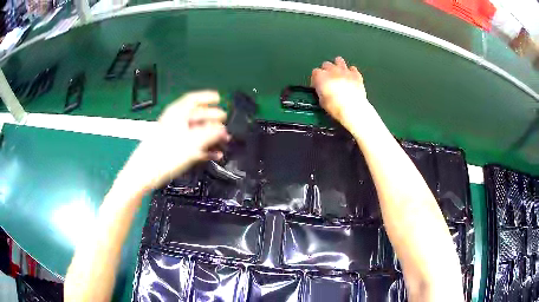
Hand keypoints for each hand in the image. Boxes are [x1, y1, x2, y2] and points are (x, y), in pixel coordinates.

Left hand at [128, 91, 228, 189]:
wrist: (145, 173)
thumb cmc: (165, 154)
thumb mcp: (193, 142)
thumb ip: (210, 133)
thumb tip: (223, 129)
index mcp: (177, 113)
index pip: (194, 99)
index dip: (207, 97)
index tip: (219, 99)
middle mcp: (175, 121)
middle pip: (196, 115)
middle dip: (212, 119)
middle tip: (225, 123)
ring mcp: (173, 135)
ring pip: (195, 130)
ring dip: (210, 135)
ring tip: (223, 141)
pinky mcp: (172, 148)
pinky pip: (191, 143)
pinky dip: (202, 147)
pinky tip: (213, 154)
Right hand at [311, 57, 369, 126]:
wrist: (353, 109)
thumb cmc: (336, 107)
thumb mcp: (322, 101)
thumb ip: (321, 91)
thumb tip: (322, 91)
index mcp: (321, 77)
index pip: (315, 72)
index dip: (316, 79)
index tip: (318, 85)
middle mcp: (332, 70)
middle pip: (326, 64)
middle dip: (326, 71)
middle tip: (328, 80)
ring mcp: (345, 71)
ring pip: (339, 60)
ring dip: (338, 65)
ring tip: (339, 73)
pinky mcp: (356, 74)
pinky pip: (352, 68)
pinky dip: (351, 72)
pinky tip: (350, 77)